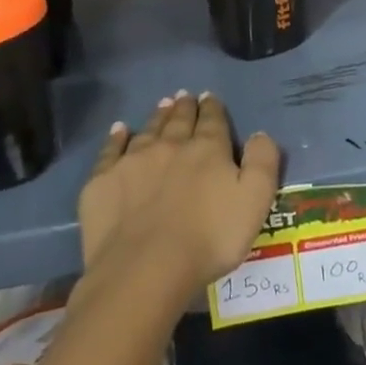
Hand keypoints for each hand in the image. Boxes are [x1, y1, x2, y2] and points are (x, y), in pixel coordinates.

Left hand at [80, 91, 281, 292]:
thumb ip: (262, 162)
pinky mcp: (103, 181)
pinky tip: (119, 130)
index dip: (213, 108)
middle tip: (185, 96)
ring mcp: (133, 161)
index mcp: (208, 150)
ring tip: (163, 105)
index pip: (213, 121)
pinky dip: (116, 137)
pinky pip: (111, 150)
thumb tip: (259, 134)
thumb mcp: (255, 201)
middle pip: (179, 120)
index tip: (210, 97)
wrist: (146, 269)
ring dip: (158, 116)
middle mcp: (170, 146)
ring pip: (148, 130)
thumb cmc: (210, 238)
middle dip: (185, 107)